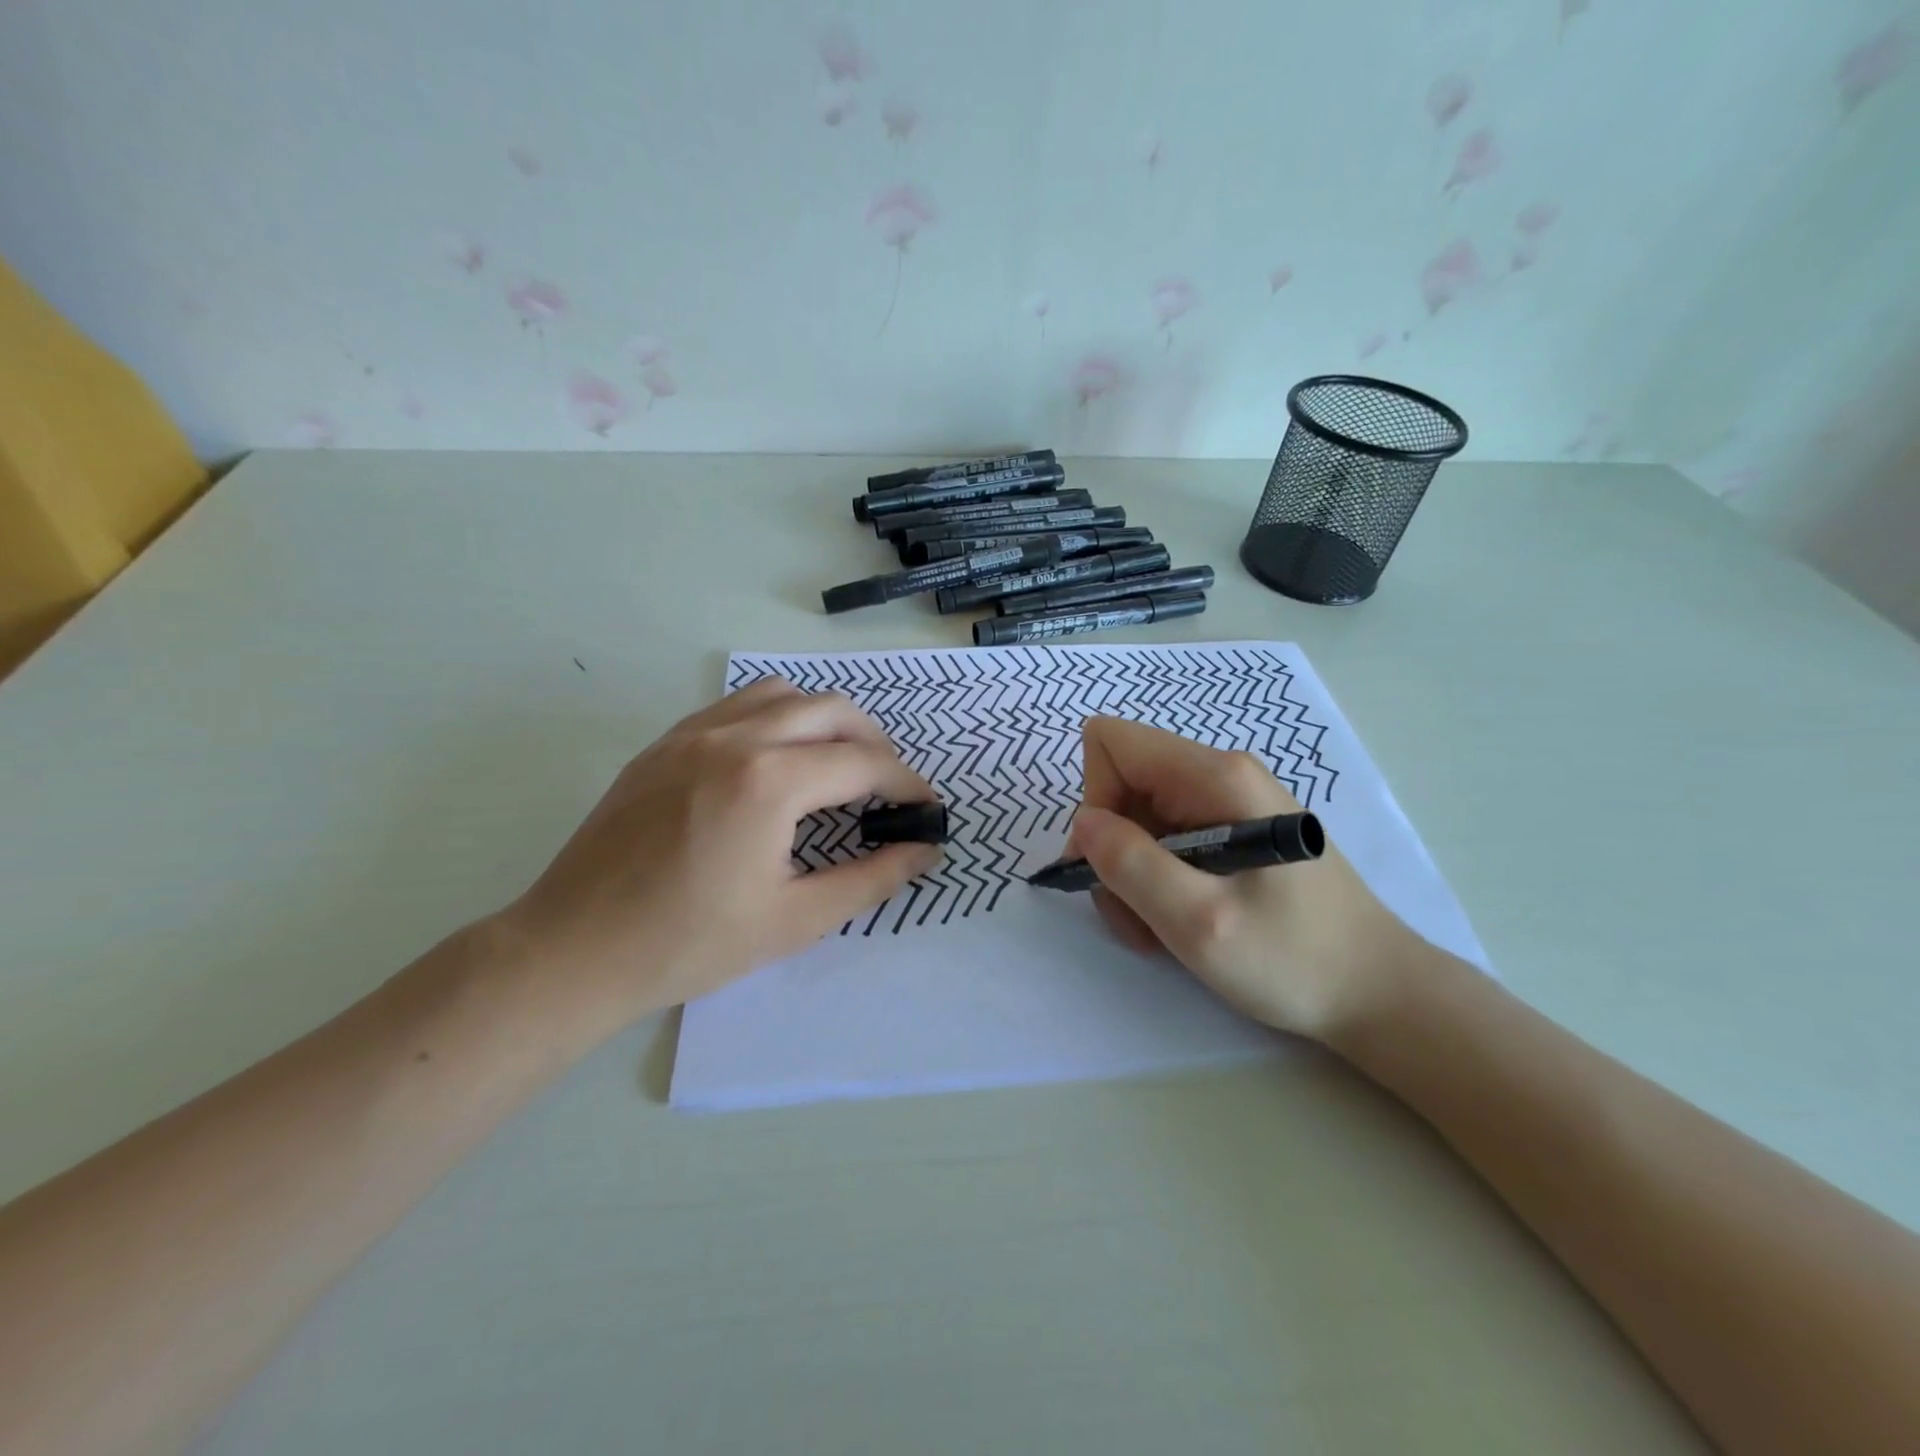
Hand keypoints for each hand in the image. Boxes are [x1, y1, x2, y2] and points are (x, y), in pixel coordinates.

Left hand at [502, 678, 940, 1025]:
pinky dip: (774, 719)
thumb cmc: (689, 944)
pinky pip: (735, 706)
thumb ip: (871, 878)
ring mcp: (692, 733)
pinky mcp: (663, 744)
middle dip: (874, 743)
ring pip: (782, 694)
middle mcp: (735, 738)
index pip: (864, 764)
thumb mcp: (795, 920)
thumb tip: (924, 850)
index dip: (906, 784)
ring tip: (834, 766)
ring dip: (823, 721)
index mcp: (770, 781)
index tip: (926, 808)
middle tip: (886, 788)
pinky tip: (774, 764)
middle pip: (831, 710)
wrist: (572, 951)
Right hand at [1065, 717, 1419, 1039]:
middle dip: (1111, 849)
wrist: (1377, 992)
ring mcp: (1225, 802)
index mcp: (1214, 776)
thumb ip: (1132, 865)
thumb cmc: (1294, 959)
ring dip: (1130, 874)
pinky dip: (1153, 880)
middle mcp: (1217, 774)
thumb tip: (1083, 823)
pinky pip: (1163, 839)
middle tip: (1134, 912)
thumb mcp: (1200, 922)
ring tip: (1158, 928)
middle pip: (1120, 782)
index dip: (1095, 799)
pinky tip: (1176, 920)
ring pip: (1136, 817)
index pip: (1111, 743)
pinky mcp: (1229, 830)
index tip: (1111, 863)